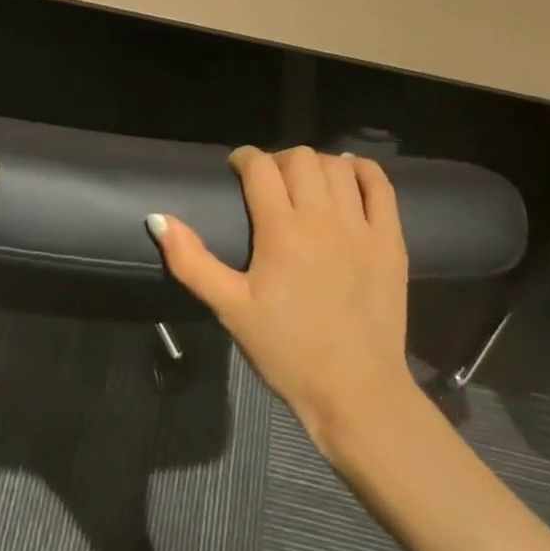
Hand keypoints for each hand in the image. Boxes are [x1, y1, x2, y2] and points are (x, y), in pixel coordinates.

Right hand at [151, 146, 416, 449]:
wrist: (355, 393)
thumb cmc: (287, 351)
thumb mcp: (230, 308)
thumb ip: (191, 261)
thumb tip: (157, 218)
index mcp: (281, 230)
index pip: (260, 166)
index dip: (244, 158)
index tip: (237, 169)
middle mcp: (322, 217)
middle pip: (299, 158)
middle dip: (278, 160)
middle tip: (270, 184)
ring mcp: (362, 227)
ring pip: (337, 166)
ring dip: (316, 165)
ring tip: (306, 184)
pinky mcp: (391, 242)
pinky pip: (380, 186)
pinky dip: (362, 170)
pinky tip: (348, 177)